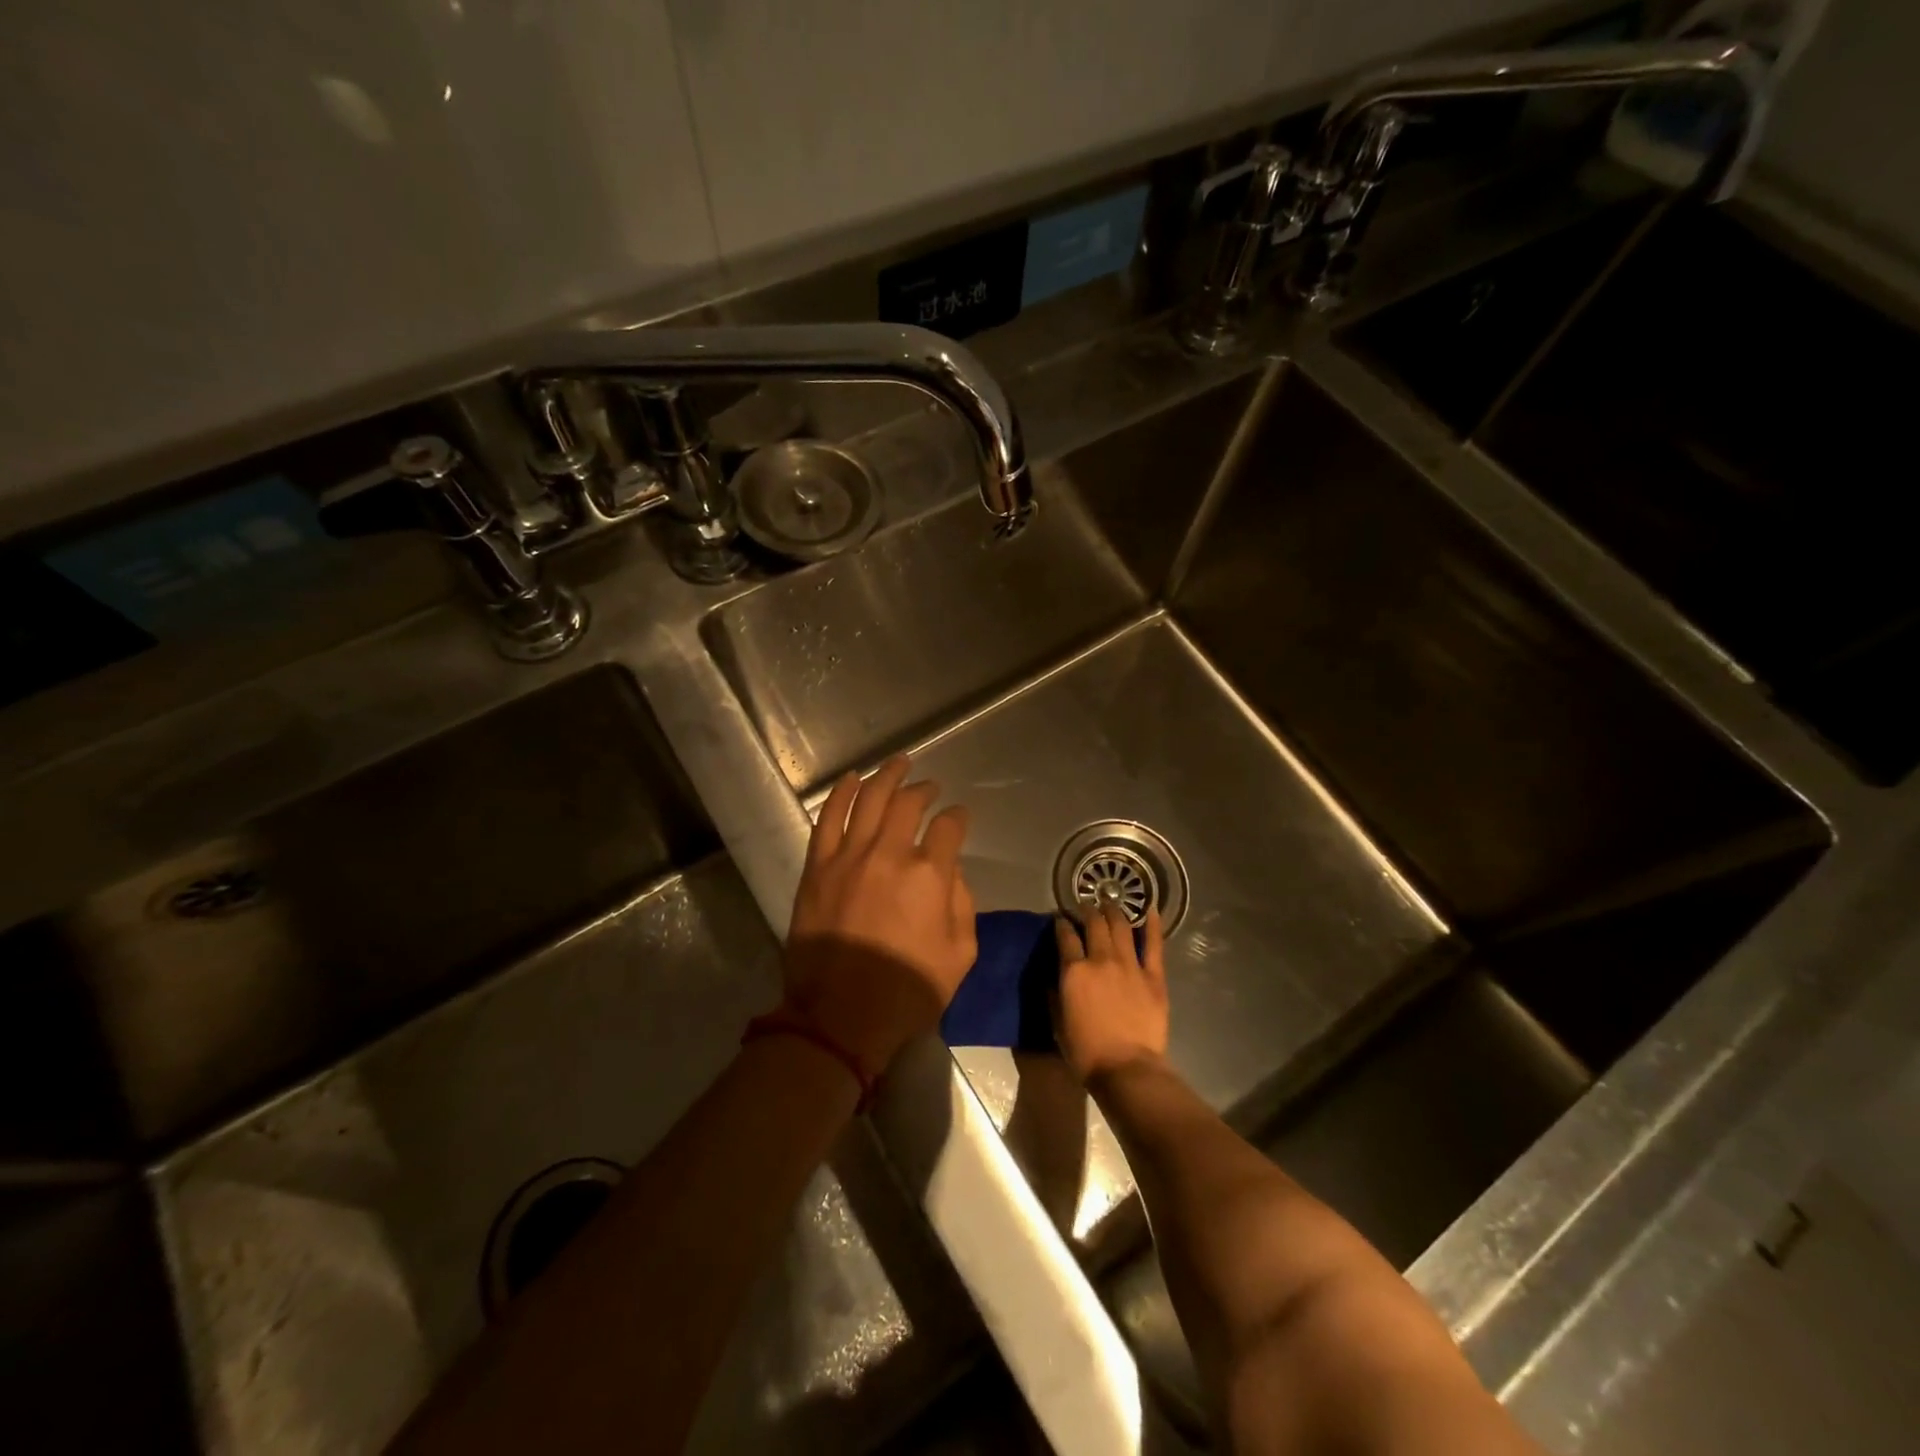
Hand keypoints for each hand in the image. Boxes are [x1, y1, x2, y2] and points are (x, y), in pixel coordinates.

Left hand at [783, 755, 977, 1079]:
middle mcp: (890, 854)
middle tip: (930, 786)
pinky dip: (842, 794)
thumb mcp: (960, 955)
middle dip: (924, 789)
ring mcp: (849, 857)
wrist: (839, 1017)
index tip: (960, 817)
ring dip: (886, 776)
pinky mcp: (818, 867)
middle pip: (909, 803)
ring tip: (898, 762)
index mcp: (930, 875)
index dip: (959, 817)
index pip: (950, 827)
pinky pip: (829, 819)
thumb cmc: (907, 992)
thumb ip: (962, 904)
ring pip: (870, 800)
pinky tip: (852, 780)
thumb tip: (951, 871)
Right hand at [1054, 903, 1168, 1083]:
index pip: (1065, 936)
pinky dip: (1152, 924)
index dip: (1061, 923)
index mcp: (1074, 971)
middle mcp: (1100, 960)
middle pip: (1093, 924)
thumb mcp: (1058, 1023)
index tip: (1060, 919)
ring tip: (1109, 903)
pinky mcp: (1153, 976)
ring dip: (1113, 911)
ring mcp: (1129, 965)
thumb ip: (1055, 995)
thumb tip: (1055, 978)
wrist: (1127, 1069)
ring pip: (1120, 926)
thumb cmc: (1086, 1052)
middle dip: (1087, 910)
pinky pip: (1154, 944)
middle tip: (1085, 905)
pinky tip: (1151, 909)